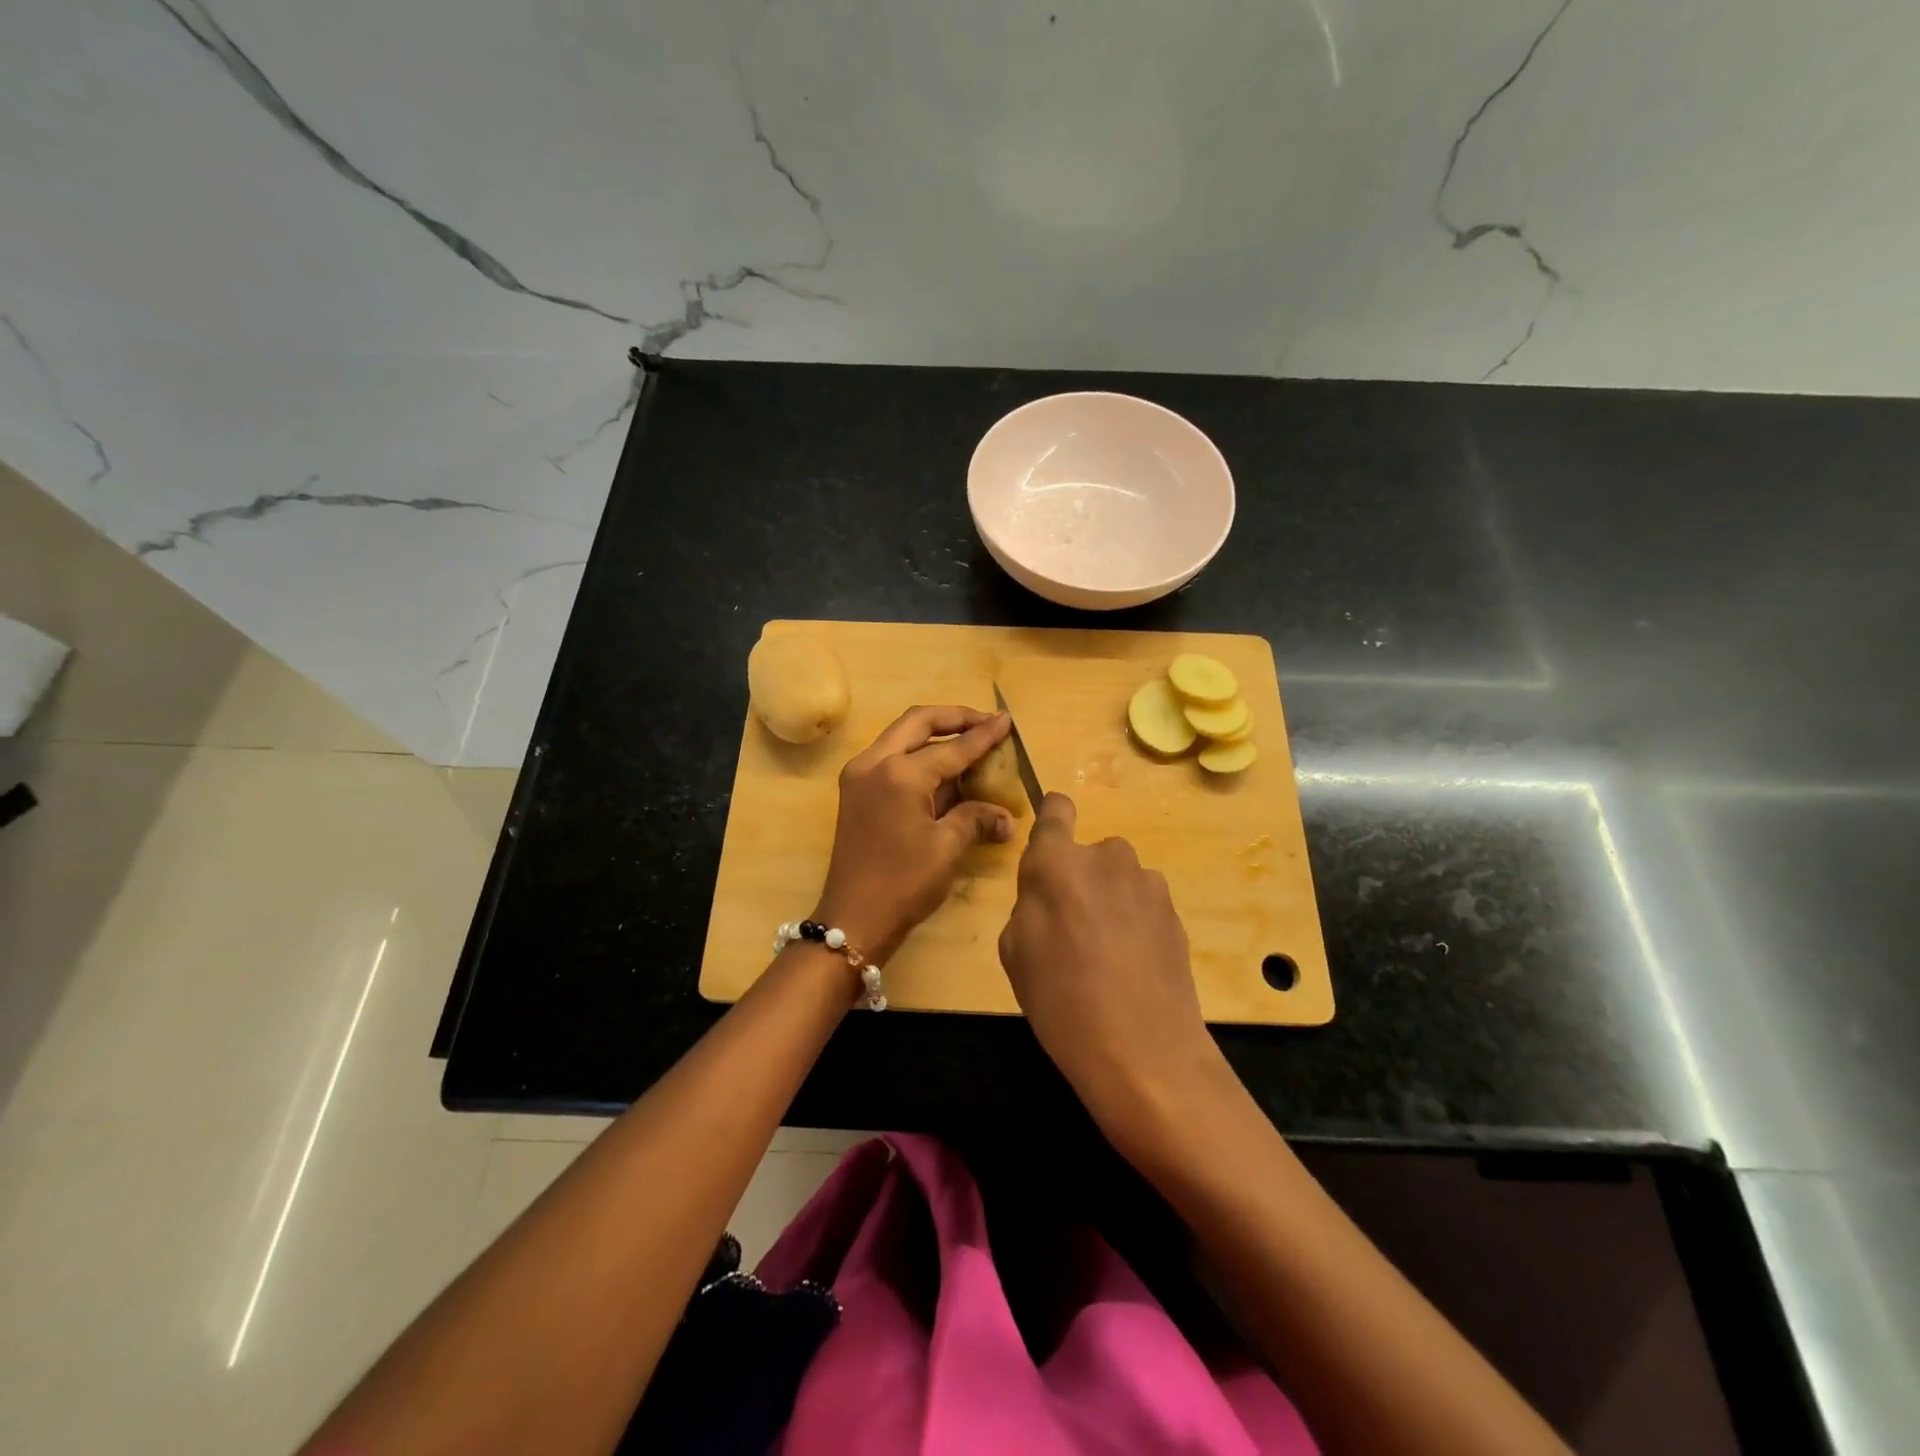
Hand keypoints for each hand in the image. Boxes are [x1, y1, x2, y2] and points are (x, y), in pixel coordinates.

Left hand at [812, 706, 1016, 968]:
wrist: (853, 919)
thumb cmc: (903, 884)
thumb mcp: (947, 848)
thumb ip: (976, 819)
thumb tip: (1007, 817)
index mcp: (899, 774)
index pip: (951, 747)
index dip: (983, 734)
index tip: (1007, 720)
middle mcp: (874, 762)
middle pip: (918, 722)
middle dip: (955, 718)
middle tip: (986, 721)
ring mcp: (860, 775)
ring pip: (901, 735)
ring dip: (935, 733)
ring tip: (969, 739)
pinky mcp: (855, 791)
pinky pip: (891, 756)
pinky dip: (918, 753)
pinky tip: (944, 767)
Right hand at [998, 793, 1229, 1159]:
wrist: (1143, 1051)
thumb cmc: (1060, 1000)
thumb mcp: (1015, 951)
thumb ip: (1030, 903)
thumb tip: (1049, 892)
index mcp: (1057, 862)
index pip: (1056, 808)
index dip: (1052, 820)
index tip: (1049, 849)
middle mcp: (1106, 857)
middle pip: (1088, 854)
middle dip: (1079, 879)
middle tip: (1071, 930)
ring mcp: (1147, 882)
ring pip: (1118, 880)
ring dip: (1110, 901)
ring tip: (1106, 956)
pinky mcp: (1175, 910)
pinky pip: (1142, 904)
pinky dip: (1135, 923)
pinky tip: (1133, 967)